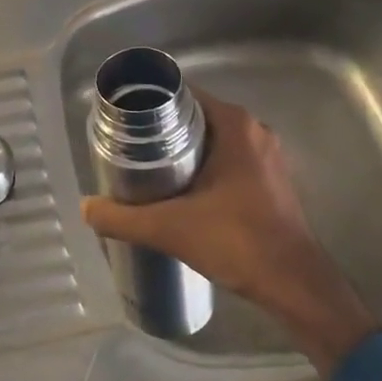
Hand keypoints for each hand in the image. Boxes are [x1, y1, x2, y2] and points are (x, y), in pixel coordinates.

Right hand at [80, 91, 378, 375]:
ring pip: (212, 139)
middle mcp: (254, 131)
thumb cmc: (238, 242)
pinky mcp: (271, 180)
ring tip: (146, 169)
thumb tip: (86, 208)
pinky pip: (228, 159)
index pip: (183, 94)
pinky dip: (203, 166)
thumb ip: (122, 218)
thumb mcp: (169, 228)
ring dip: (182, 150)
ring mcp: (267, 156)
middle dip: (161, 129)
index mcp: (235, 125)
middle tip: (127, 147)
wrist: (295, 286)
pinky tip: (180, 190)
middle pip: (196, 116)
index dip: (150, 102)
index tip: (123, 120)